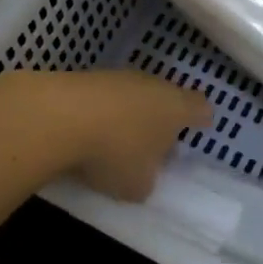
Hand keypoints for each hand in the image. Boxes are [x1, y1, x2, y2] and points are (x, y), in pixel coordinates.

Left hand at [50, 71, 211, 201]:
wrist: (61, 116)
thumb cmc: (116, 152)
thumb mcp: (138, 185)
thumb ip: (147, 181)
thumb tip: (141, 177)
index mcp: (176, 108)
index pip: (200, 107)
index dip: (201, 118)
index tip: (200, 127)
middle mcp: (152, 85)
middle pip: (165, 99)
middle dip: (160, 120)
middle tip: (153, 145)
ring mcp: (118, 77)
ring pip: (133, 97)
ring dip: (127, 116)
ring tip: (115, 143)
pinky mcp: (86, 77)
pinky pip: (103, 98)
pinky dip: (99, 114)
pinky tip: (86, 134)